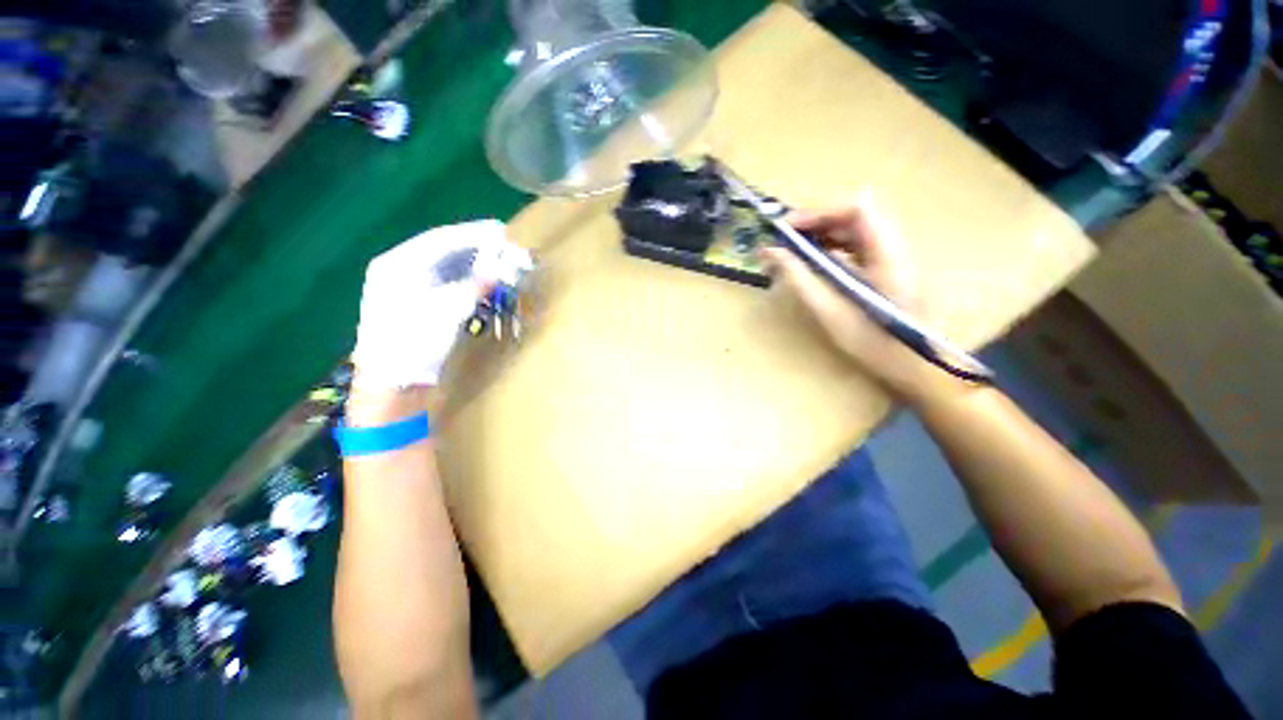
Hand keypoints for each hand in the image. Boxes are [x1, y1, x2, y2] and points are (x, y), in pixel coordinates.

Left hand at [351, 219, 525, 392]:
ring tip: (501, 262)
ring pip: (449, 268)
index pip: (439, 239)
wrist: (396, 384)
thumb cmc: (412, 344)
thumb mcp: (444, 312)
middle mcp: (402, 272)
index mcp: (397, 265)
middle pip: (445, 252)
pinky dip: (470, 282)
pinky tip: (487, 283)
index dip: (471, 233)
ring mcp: (412, 290)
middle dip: (476, 249)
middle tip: (506, 247)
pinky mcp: (424, 307)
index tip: (500, 229)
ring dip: (476, 265)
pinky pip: (451, 285)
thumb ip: (471, 288)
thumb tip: (495, 273)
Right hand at [759, 196, 944, 399]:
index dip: (818, 212)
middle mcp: (894, 247)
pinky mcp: (889, 268)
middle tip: (783, 241)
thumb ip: (800, 278)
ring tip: (793, 251)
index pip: (855, 210)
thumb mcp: (830, 312)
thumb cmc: (874, 344)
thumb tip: (771, 252)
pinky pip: (858, 246)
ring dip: (822, 234)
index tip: (786, 228)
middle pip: (854, 216)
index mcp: (886, 255)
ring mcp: (894, 257)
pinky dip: (833, 248)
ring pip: (855, 230)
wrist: (918, 367)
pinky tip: (815, 263)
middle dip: (815, 223)